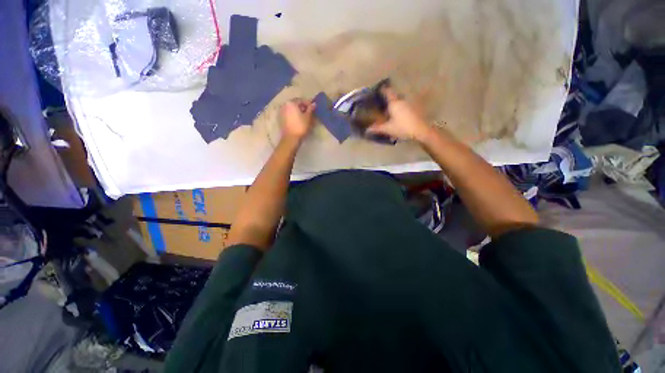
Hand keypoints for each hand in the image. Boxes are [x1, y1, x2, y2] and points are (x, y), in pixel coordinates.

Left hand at [280, 99, 315, 141]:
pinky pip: (289, 115)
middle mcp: (285, 105)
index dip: (308, 103)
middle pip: (296, 104)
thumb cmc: (300, 126)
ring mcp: (282, 112)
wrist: (291, 138)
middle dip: (303, 108)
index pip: (301, 100)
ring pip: (292, 110)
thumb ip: (310, 109)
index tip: (313, 107)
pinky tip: (299, 120)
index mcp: (291, 103)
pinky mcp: (281, 119)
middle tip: (310, 112)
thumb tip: (313, 104)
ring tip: (305, 117)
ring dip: (299, 112)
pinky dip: (294, 116)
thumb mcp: (307, 117)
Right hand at [366, 88, 430, 141]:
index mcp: (394, 103)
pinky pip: (405, 106)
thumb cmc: (402, 128)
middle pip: (394, 97)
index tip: (378, 89)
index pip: (387, 92)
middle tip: (382, 104)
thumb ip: (377, 128)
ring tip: (390, 111)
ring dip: (395, 105)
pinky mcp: (415, 109)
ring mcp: (409, 104)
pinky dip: (401, 109)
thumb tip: (367, 130)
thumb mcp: (388, 129)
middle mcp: (402, 100)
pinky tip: (399, 116)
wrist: (421, 131)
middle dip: (388, 99)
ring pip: (400, 102)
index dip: (382, 89)